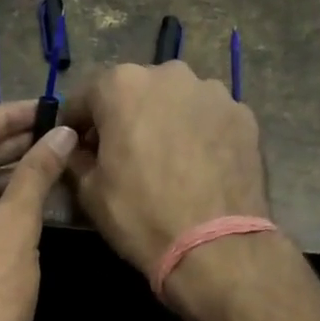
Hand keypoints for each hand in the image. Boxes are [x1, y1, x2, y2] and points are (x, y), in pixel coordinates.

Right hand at [63, 61, 268, 276]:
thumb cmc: (141, 215)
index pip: (85, 96)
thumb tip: (78, 148)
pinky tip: (197, 167)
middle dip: (123, 117)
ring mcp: (213, 92)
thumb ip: (77, 157)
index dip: (75, 124)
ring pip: (175, 102)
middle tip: (122, 154)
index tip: (77, 148)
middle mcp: (170, 74)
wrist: (215, 246)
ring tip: (165, 161)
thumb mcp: (89, 191)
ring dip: (163, 122)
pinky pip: (208, 118)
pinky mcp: (244, 116)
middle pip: (134, 91)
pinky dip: (197, 134)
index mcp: (123, 85)